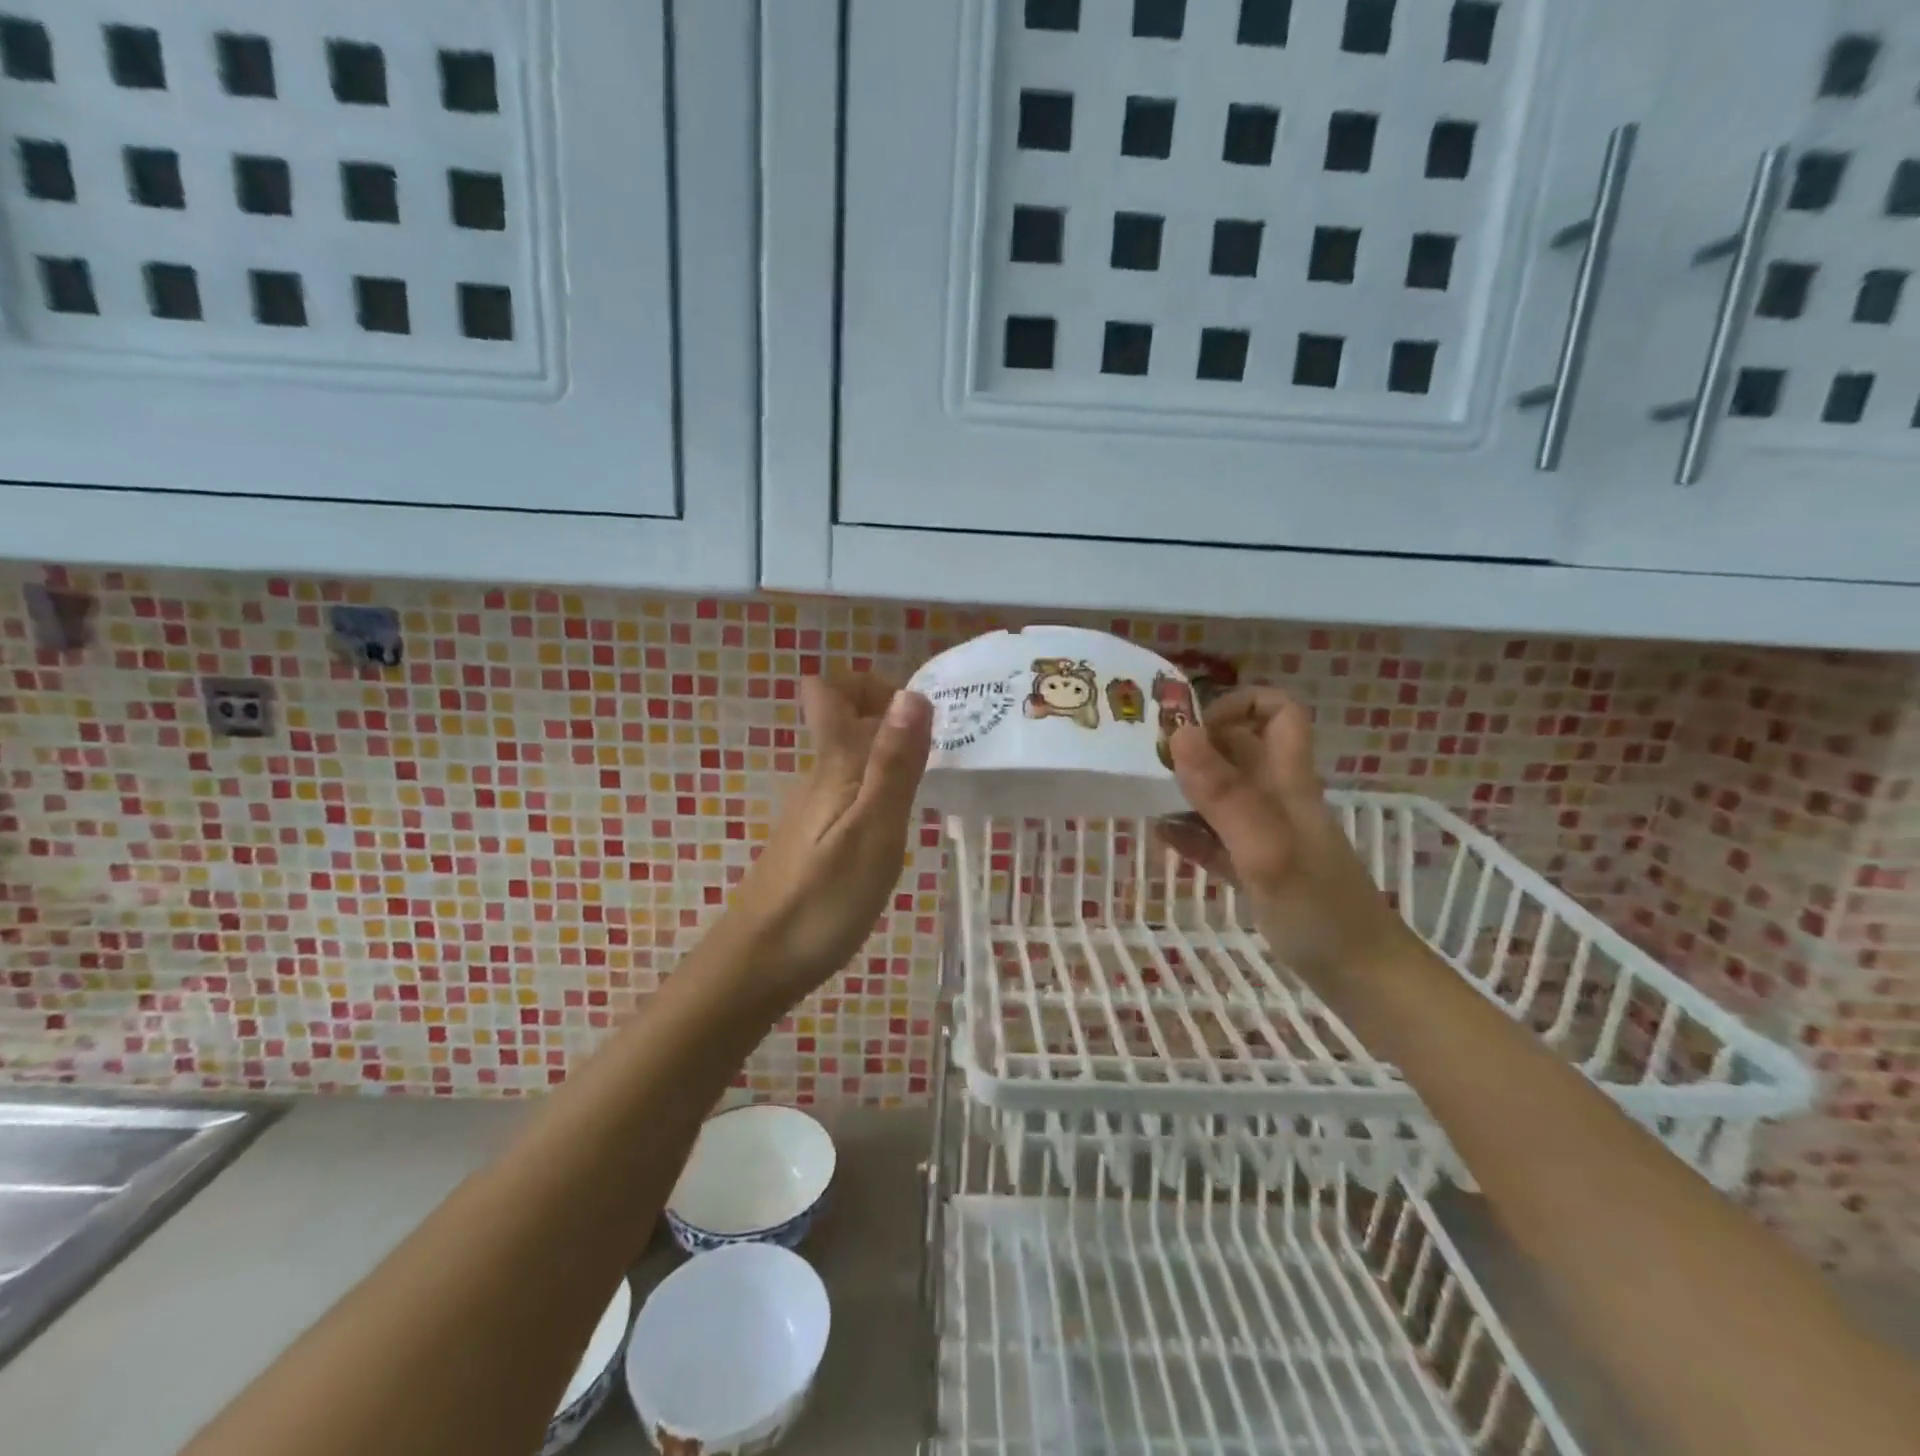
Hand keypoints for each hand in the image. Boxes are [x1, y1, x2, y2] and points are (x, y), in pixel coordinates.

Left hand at [721, 675, 932, 1002]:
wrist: (760, 964)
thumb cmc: (823, 898)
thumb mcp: (873, 830)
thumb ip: (893, 764)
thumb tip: (912, 693)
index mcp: (833, 765)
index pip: (829, 691)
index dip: (870, 684)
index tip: (915, 711)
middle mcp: (819, 776)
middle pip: (843, 717)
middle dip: (890, 716)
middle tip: (939, 749)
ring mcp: (813, 808)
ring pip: (850, 755)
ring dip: (889, 753)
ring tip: (930, 783)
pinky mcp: (815, 838)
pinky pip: (850, 788)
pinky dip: (879, 788)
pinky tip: (898, 823)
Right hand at [1160, 687, 1417, 985]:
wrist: (1364, 981)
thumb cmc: (1320, 911)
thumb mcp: (1268, 849)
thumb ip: (1225, 794)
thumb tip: (1179, 733)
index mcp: (1288, 782)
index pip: (1278, 712)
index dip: (1238, 704)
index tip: (1191, 726)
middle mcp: (1277, 799)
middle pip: (1239, 748)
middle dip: (1195, 744)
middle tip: (1145, 759)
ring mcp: (1266, 835)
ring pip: (1222, 793)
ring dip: (1185, 788)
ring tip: (1142, 794)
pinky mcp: (1255, 870)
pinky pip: (1215, 838)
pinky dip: (1189, 833)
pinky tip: (1161, 837)